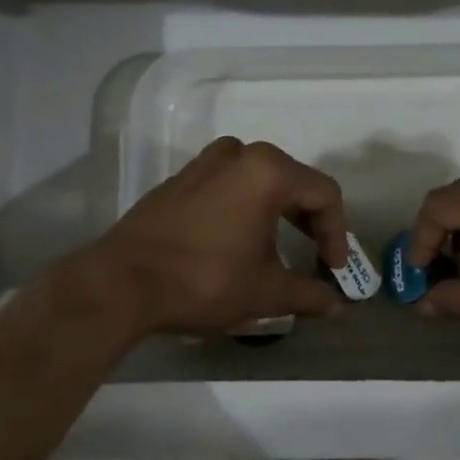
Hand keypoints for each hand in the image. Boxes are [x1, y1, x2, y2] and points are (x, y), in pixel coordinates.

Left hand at [89, 138, 350, 335]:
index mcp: (268, 171)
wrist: (121, 283)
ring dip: (280, 210)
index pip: (324, 195)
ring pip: (262, 178)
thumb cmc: (203, 281)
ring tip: (281, 245)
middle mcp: (240, 154)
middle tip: (316, 257)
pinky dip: (248, 205)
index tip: (333, 270)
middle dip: (312, 221)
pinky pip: (231, 182)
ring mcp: (206, 161)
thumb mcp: (265, 293)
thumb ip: (309, 295)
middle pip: (295, 181)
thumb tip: (337, 306)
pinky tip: (241, 238)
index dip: (338, 234)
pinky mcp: (182, 177)